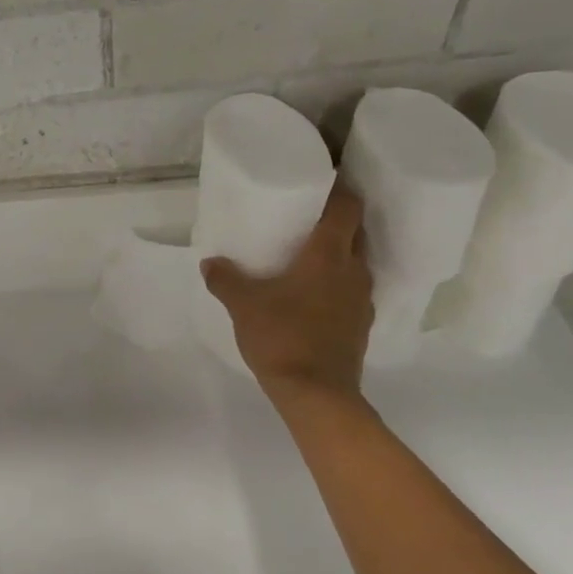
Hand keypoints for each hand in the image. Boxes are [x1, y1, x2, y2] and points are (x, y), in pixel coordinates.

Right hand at [202, 184, 373, 403]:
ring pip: (356, 263)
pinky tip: (314, 294)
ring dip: (340, 254)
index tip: (325, 180)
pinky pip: (352, 290)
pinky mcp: (361, 324)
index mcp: (328, 255)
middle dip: (338, 221)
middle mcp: (354, 271)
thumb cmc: (282, 336)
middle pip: (357, 232)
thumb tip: (210, 263)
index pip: (347, 208)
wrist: (316, 393)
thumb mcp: (243, 305)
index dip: (340, 190)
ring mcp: (362, 300)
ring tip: (310, 255)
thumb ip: (225, 279)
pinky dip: (338, 283)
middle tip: (309, 217)